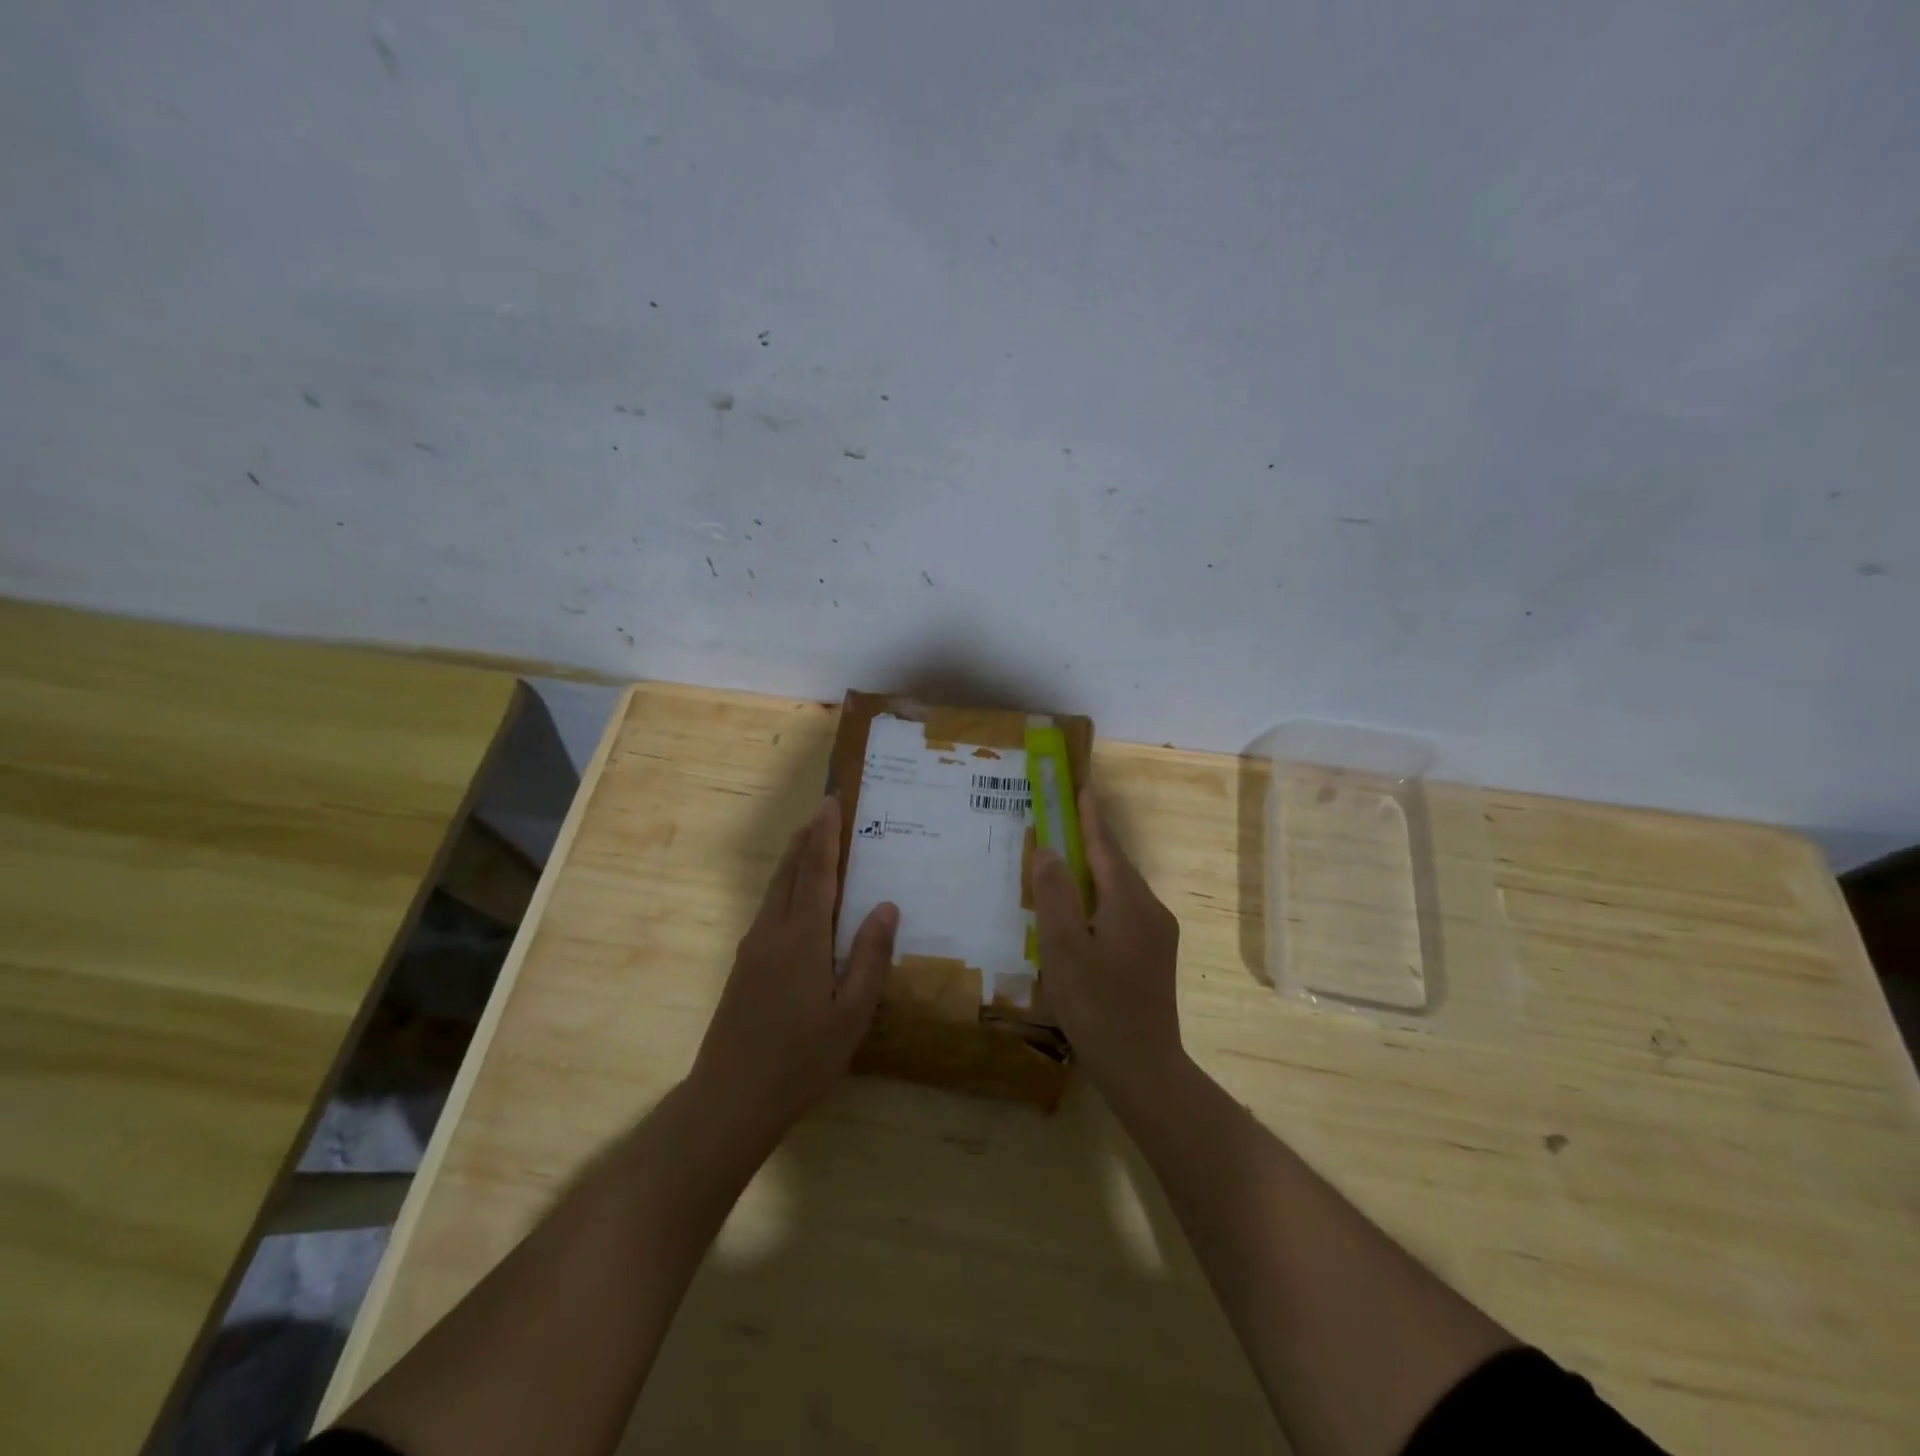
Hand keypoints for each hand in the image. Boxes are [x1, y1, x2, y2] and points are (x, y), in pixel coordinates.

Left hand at [691, 797, 897, 1141]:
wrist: (730, 1099)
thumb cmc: (800, 1060)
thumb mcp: (851, 1015)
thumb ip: (870, 958)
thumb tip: (886, 906)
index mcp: (802, 939)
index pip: (816, 872)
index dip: (825, 835)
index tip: (832, 802)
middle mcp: (772, 931)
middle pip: (790, 870)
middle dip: (808, 837)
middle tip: (826, 809)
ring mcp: (753, 947)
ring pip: (775, 888)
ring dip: (795, 858)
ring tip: (814, 840)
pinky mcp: (744, 965)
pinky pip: (769, 908)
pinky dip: (787, 884)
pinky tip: (799, 898)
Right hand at [1031, 792, 1185, 1097]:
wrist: (1143, 1067)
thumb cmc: (1096, 1005)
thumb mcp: (1063, 948)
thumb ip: (1054, 894)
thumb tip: (1048, 848)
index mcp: (1129, 901)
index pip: (1105, 844)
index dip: (1089, 813)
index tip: (1080, 784)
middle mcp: (1150, 908)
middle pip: (1115, 863)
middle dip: (1090, 837)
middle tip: (1063, 816)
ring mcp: (1158, 933)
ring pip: (1120, 888)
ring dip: (1094, 869)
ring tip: (1065, 859)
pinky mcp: (1155, 954)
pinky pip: (1124, 909)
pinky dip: (1101, 896)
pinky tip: (1082, 909)